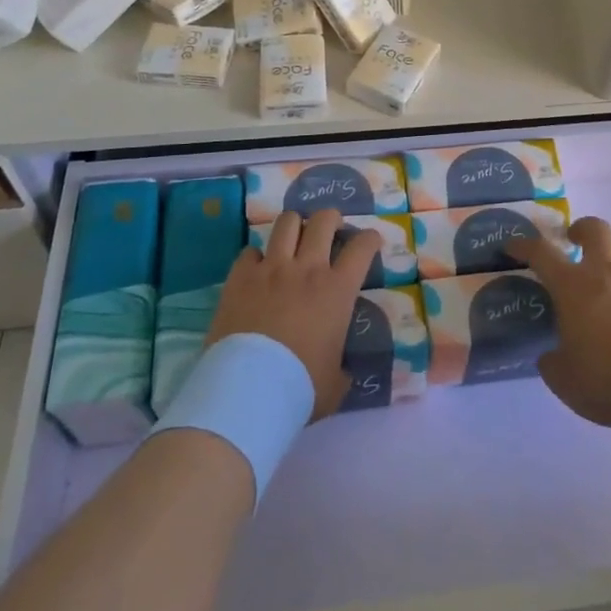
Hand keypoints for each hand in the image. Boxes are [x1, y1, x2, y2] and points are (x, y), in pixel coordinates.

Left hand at [208, 209, 380, 420]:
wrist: (249, 391)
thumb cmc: (300, 387)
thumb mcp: (335, 383)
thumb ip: (342, 368)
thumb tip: (342, 371)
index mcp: (338, 290)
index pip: (362, 247)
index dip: (370, 239)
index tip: (370, 241)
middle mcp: (307, 268)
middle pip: (324, 220)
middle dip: (332, 219)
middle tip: (331, 230)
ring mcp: (271, 268)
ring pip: (287, 222)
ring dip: (296, 226)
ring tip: (295, 237)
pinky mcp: (240, 276)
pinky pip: (250, 251)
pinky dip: (257, 257)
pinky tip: (257, 270)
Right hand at [507, 216, 610, 428]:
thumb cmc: (607, 373)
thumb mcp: (566, 380)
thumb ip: (553, 363)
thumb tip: (551, 356)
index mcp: (572, 285)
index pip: (541, 252)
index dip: (523, 245)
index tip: (511, 245)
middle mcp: (603, 274)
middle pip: (594, 230)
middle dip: (580, 229)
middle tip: (570, 241)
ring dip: (604, 278)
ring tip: (596, 313)